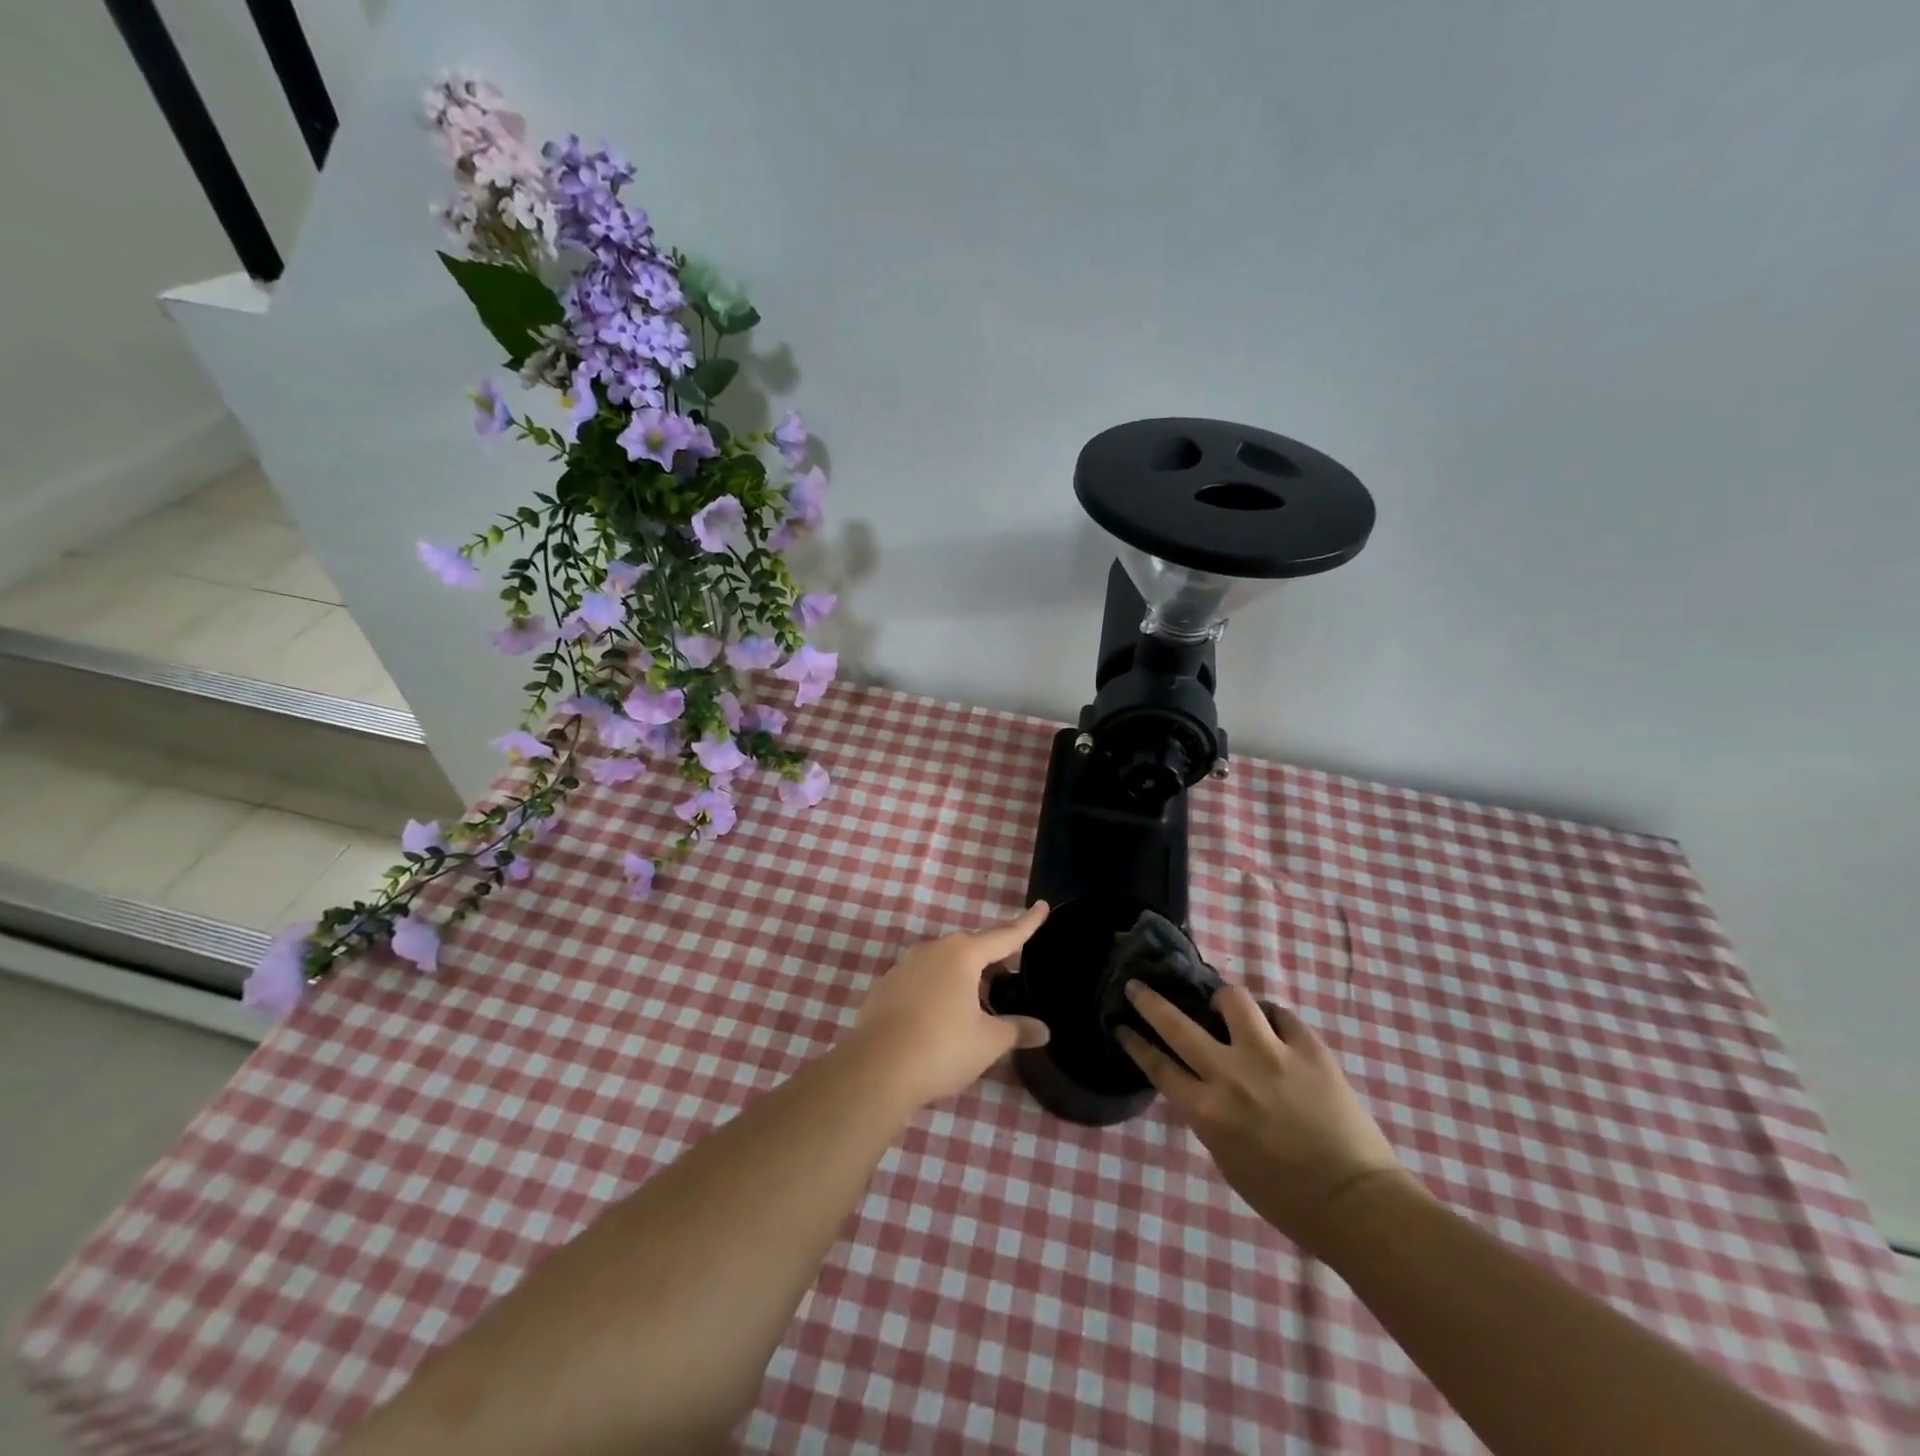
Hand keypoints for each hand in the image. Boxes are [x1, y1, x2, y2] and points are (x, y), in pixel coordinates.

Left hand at [846, 902, 1051, 1107]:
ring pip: (942, 964)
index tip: (1042, 906)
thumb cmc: (941, 1048)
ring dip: (961, 977)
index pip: (1004, 935)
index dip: (1026, 923)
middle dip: (991, 959)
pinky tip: (939, 1018)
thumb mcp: (987, 1042)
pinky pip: (920, 981)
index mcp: (962, 955)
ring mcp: (903, 967)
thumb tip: (1042, 1030)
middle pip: (970, 948)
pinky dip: (935, 991)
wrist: (875, 1070)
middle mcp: (932, 950)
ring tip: (976, 1003)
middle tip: (1009, 975)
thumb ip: (1016, 1030)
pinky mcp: (884, 988)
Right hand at [1117, 983, 1404, 1253]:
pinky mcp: (1309, 1049)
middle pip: (1176, 1024)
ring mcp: (1271, 1056)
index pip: (1158, 1066)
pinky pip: (1281, 1015)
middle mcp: (1230, 1075)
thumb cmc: (1287, 1199)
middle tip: (1137, 986)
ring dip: (1223, 1001)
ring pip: (1233, 999)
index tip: (1122, 1026)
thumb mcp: (1228, 1160)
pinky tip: (1272, 1027)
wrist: (1358, 1204)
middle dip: (1149, 1001)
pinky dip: (1271, 1019)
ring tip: (1225, 1009)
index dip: (1136, 1043)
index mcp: (1207, 1111)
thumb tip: (1202, 1085)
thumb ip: (1209, 1116)